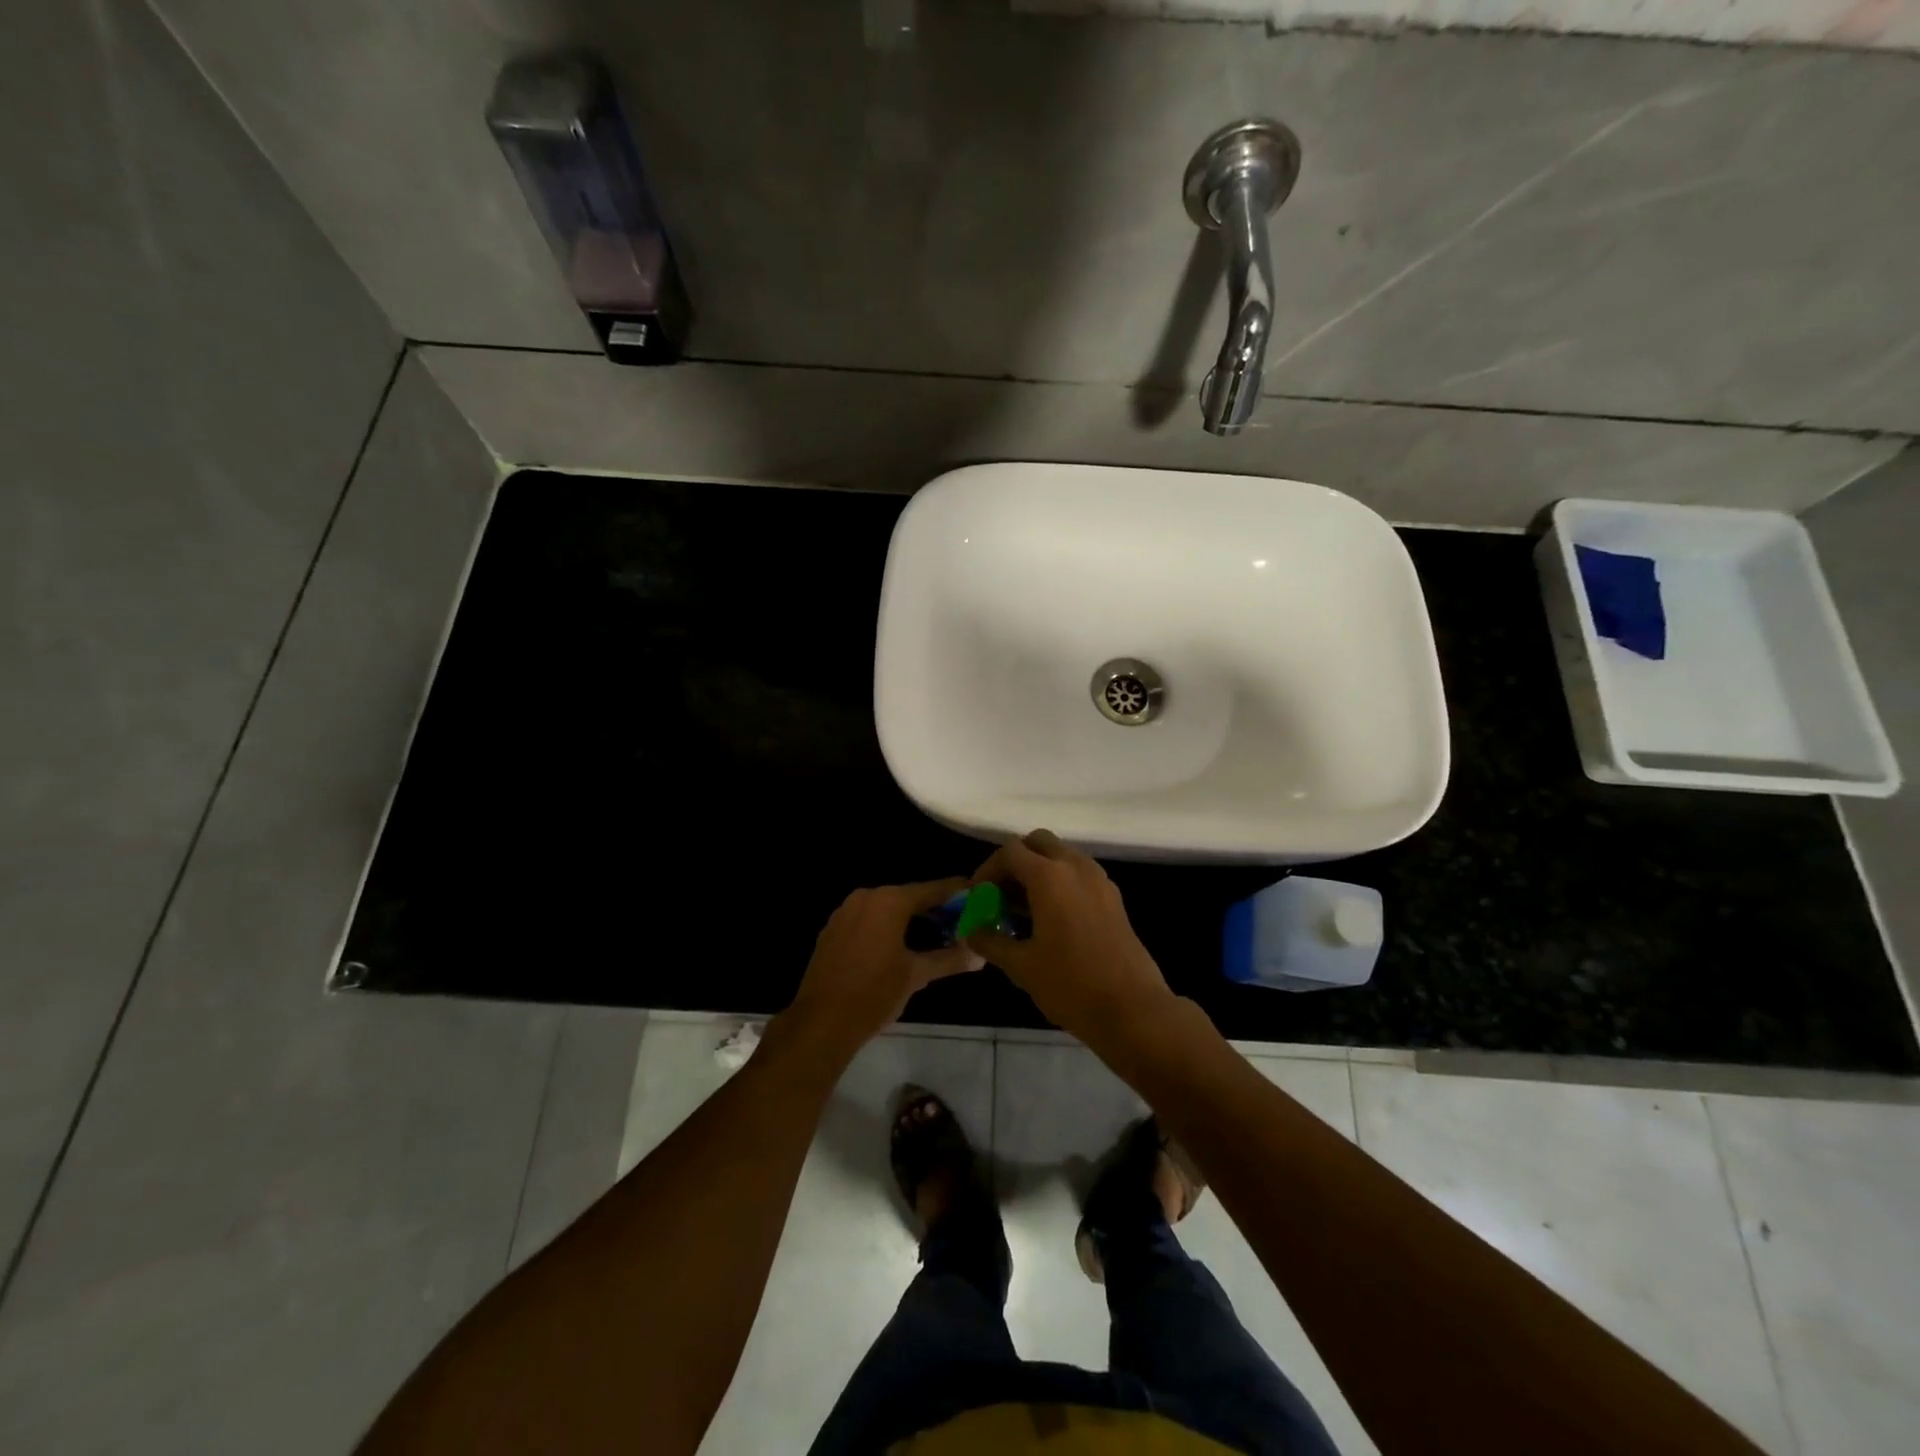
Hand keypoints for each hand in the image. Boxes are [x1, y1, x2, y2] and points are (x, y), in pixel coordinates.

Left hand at [784, 878, 983, 1052]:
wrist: (821, 1022)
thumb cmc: (874, 994)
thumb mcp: (916, 975)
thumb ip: (950, 960)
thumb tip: (980, 955)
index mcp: (889, 901)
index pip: (932, 889)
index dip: (957, 893)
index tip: (978, 896)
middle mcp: (866, 897)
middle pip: (909, 897)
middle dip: (935, 909)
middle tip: (961, 922)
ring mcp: (845, 912)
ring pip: (888, 908)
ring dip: (911, 919)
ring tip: (937, 936)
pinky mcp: (833, 929)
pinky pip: (869, 920)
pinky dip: (888, 927)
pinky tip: (902, 946)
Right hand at [963, 830, 1177, 1047]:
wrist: (1132, 1010)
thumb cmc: (1071, 984)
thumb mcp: (1021, 966)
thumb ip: (991, 941)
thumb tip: (970, 930)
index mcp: (1050, 876)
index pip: (1010, 852)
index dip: (987, 870)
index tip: (978, 897)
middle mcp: (1076, 867)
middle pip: (1038, 843)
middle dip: (1015, 861)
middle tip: (1001, 893)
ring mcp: (1100, 880)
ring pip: (1062, 856)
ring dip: (1039, 871)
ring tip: (1023, 910)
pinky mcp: (1113, 898)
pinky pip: (1080, 875)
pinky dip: (1060, 883)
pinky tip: (1051, 920)